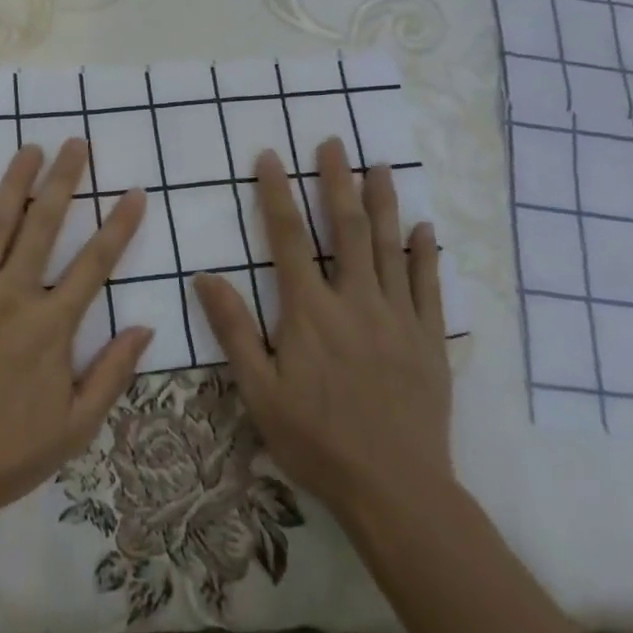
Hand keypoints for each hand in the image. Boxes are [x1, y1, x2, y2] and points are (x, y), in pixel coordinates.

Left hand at [0, 140, 152, 530]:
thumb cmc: (5, 456)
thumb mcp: (75, 428)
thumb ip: (112, 373)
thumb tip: (145, 326)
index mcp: (50, 328)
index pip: (95, 264)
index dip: (119, 226)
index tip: (134, 193)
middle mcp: (10, 299)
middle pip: (43, 227)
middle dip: (63, 181)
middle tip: (77, 144)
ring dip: (13, 184)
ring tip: (29, 149)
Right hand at [194, 140, 451, 520]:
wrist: (395, 489)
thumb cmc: (317, 440)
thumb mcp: (259, 391)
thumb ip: (234, 330)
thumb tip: (204, 276)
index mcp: (309, 311)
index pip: (289, 238)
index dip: (276, 194)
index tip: (270, 157)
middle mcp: (355, 302)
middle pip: (347, 229)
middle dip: (337, 181)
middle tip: (334, 143)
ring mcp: (398, 318)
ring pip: (390, 248)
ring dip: (383, 203)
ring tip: (380, 165)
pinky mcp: (429, 340)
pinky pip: (429, 287)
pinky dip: (425, 254)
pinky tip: (424, 229)